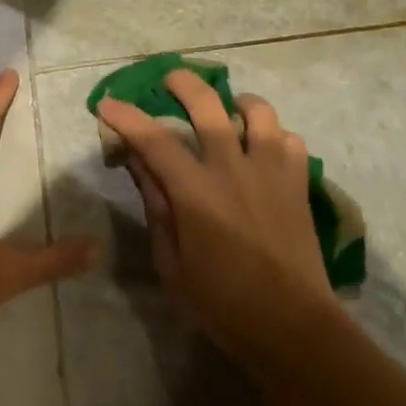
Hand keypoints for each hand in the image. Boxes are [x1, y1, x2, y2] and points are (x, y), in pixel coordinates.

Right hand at [97, 71, 336, 366]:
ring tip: (229, 110)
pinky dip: (275, 137)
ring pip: (259, 112)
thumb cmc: (222, 303)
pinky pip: (291, 141)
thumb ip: (157, 208)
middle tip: (169, 79)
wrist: (292, 326)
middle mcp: (234, 169)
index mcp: (196, 192)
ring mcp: (271, 172)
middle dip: (183, 83)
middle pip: (208, 105)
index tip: (106, 103)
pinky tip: (264, 151)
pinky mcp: (298, 184)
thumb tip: (140, 165)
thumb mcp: (172, 264)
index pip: (153, 140)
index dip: (126, 117)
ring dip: (239, 102)